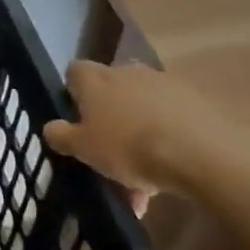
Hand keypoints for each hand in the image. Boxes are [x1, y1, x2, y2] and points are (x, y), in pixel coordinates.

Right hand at [41, 61, 231, 209]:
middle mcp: (128, 72)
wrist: (199, 155)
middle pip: (111, 89)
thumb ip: (61, 135)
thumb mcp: (83, 149)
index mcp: (96, 79)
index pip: (75, 72)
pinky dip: (165, 138)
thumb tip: (50, 127)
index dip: (73, 93)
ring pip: (142, 108)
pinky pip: (169, 118)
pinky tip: (167, 173)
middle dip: (109, 116)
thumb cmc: (128, 148)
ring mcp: (164, 83)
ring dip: (138, 132)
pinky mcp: (195, 100)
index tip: (77, 119)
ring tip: (141, 177)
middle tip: (109, 150)